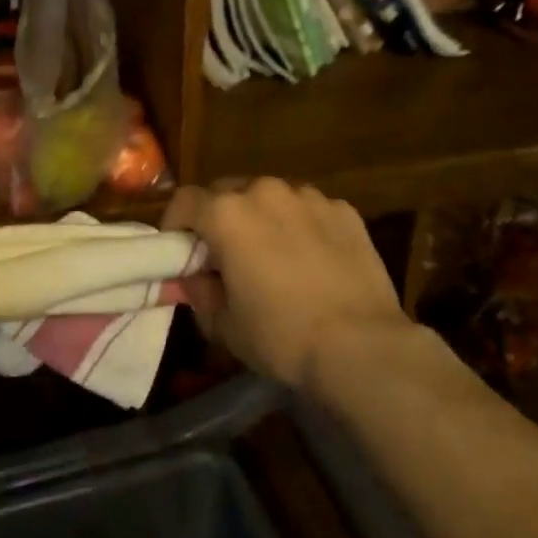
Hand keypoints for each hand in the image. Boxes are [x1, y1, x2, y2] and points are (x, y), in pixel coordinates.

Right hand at [163, 179, 409, 389]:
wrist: (362, 345)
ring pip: (271, 198)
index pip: (185, 201)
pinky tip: (313, 260)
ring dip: (262, 218)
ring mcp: (309, 197)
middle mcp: (265, 191)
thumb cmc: (282, 336)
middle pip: (228, 192)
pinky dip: (301, 226)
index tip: (179, 250)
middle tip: (226, 254)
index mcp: (227, 214)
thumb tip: (195, 278)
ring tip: (273, 254)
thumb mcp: (224, 325)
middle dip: (220, 217)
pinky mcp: (344, 210)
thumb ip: (200, 292)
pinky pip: (309, 210)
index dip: (175, 224)